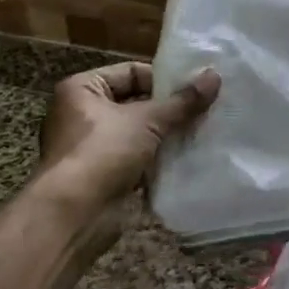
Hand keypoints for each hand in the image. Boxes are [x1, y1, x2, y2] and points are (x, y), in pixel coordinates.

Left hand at [37, 62, 220, 207]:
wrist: (74, 215)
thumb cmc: (103, 152)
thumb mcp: (148, 120)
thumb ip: (183, 101)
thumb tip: (215, 76)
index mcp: (82, 90)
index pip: (131, 73)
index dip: (163, 79)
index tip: (195, 87)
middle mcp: (82, 114)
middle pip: (136, 103)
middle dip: (169, 109)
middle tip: (205, 108)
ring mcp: (92, 147)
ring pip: (139, 133)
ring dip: (166, 135)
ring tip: (202, 131)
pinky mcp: (104, 175)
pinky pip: (138, 159)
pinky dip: (159, 159)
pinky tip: (188, 158)